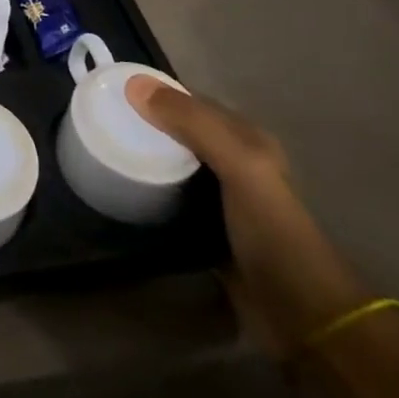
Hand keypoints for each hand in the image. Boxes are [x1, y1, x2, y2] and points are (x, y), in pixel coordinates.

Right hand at [127, 79, 368, 356]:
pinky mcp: (206, 228)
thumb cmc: (272, 231)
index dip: (155, 92)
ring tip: (100, 148)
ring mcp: (220, 198)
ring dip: (143, 155)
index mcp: (247, 140)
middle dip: (143, 123)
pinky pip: (169, 196)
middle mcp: (234, 163)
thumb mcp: (239, 166)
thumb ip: (192, 124)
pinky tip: (121, 188)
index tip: (109, 90)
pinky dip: (147, 188)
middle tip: (97, 120)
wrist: (300, 313)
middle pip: (179, 131)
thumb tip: (134, 84)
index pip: (192, 102)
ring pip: (172, 163)